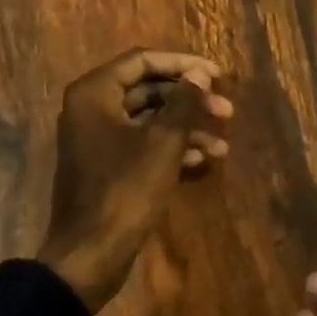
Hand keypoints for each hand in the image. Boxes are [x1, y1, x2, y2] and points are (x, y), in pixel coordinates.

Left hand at [36, 49, 232, 312]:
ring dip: (187, 128)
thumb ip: (184, 103)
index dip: (183, 64)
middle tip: (226, 111)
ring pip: (149, 121)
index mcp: (95, 93)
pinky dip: (172, 149)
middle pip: (148, 90)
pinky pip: (143, 145)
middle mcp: (91, 109)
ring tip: (223, 145)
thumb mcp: (163, 143)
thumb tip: (200, 75)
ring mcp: (98, 140)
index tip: (217, 75)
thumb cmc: (125, 190)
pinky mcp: (107, 167)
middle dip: (189, 100)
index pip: (142, 61)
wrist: (90, 254)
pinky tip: (204, 162)